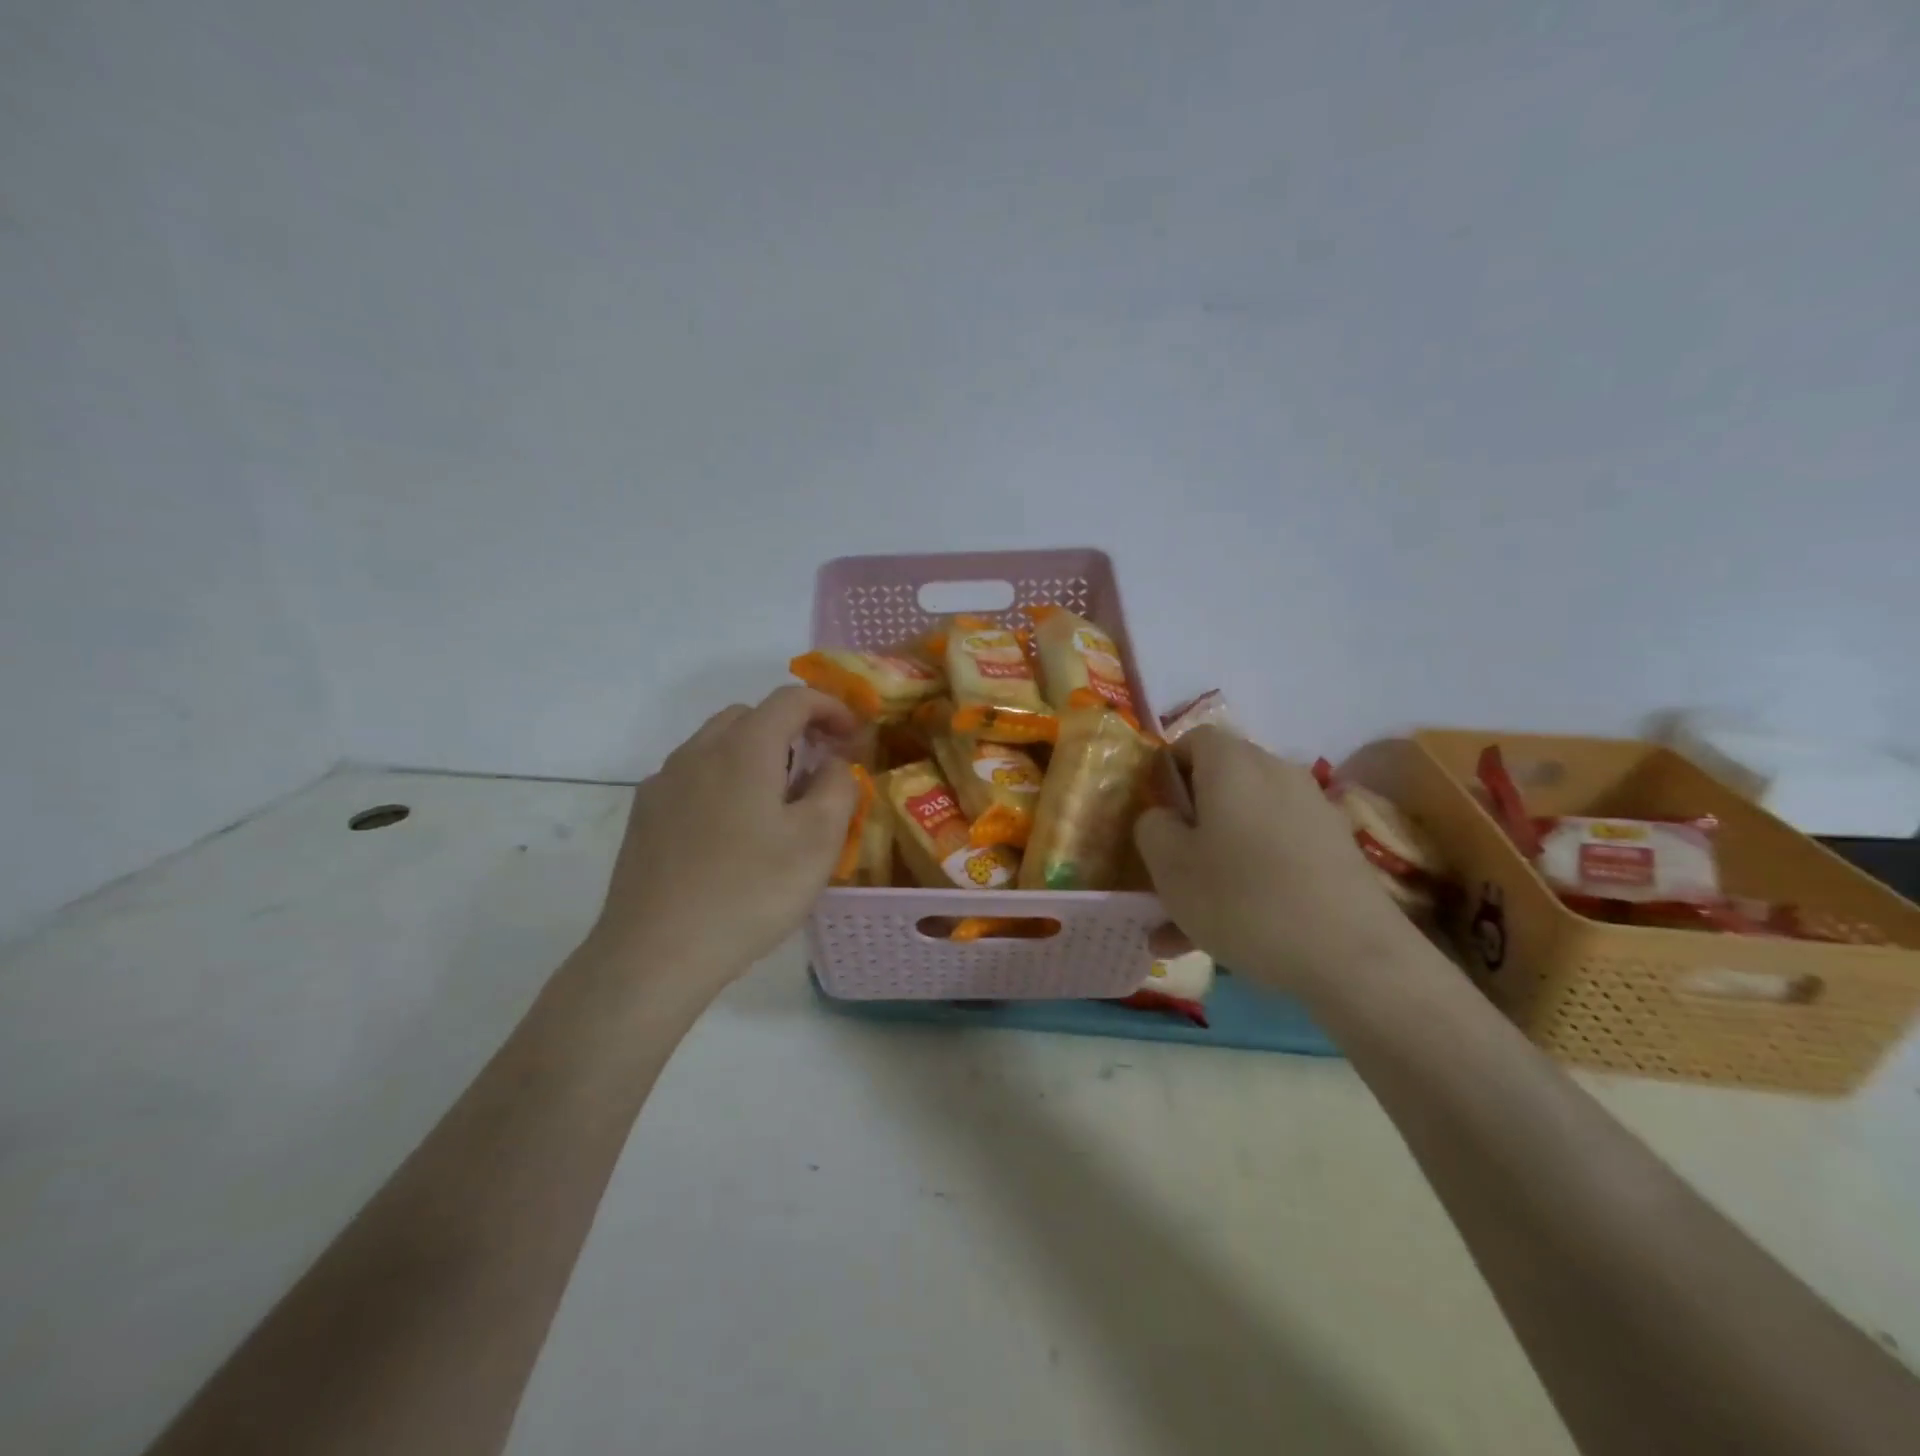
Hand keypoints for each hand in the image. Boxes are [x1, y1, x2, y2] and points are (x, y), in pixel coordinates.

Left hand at [587, 686, 862, 993]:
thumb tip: (831, 764)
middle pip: (751, 715)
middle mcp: (698, 751)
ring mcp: (663, 783)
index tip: (853, 736)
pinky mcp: (644, 816)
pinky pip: (693, 777)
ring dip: (755, 755)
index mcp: (744, 748)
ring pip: (717, 746)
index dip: (830, 707)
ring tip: (777, 803)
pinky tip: (733, 832)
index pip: (792, 698)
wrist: (656, 953)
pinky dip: (724, 781)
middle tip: (818, 768)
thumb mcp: (819, 840)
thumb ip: (838, 786)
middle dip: (791, 729)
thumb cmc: (750, 891)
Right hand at [1134, 727, 1422, 994]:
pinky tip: (1226, 940)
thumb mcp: (1169, 865)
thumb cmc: (1242, 898)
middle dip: (1187, 828)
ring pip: (1244, 831)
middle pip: (1219, 787)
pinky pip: (1274, 858)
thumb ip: (1152, 827)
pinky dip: (1248, 885)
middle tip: (1164, 872)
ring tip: (1183, 926)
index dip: (1165, 771)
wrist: (1352, 957)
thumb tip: (1163, 817)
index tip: (1152, 815)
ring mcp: (1312, 813)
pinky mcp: (1336, 853)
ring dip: (1212, 866)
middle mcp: (1277, 774)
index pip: (1192, 740)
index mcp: (1233, 763)